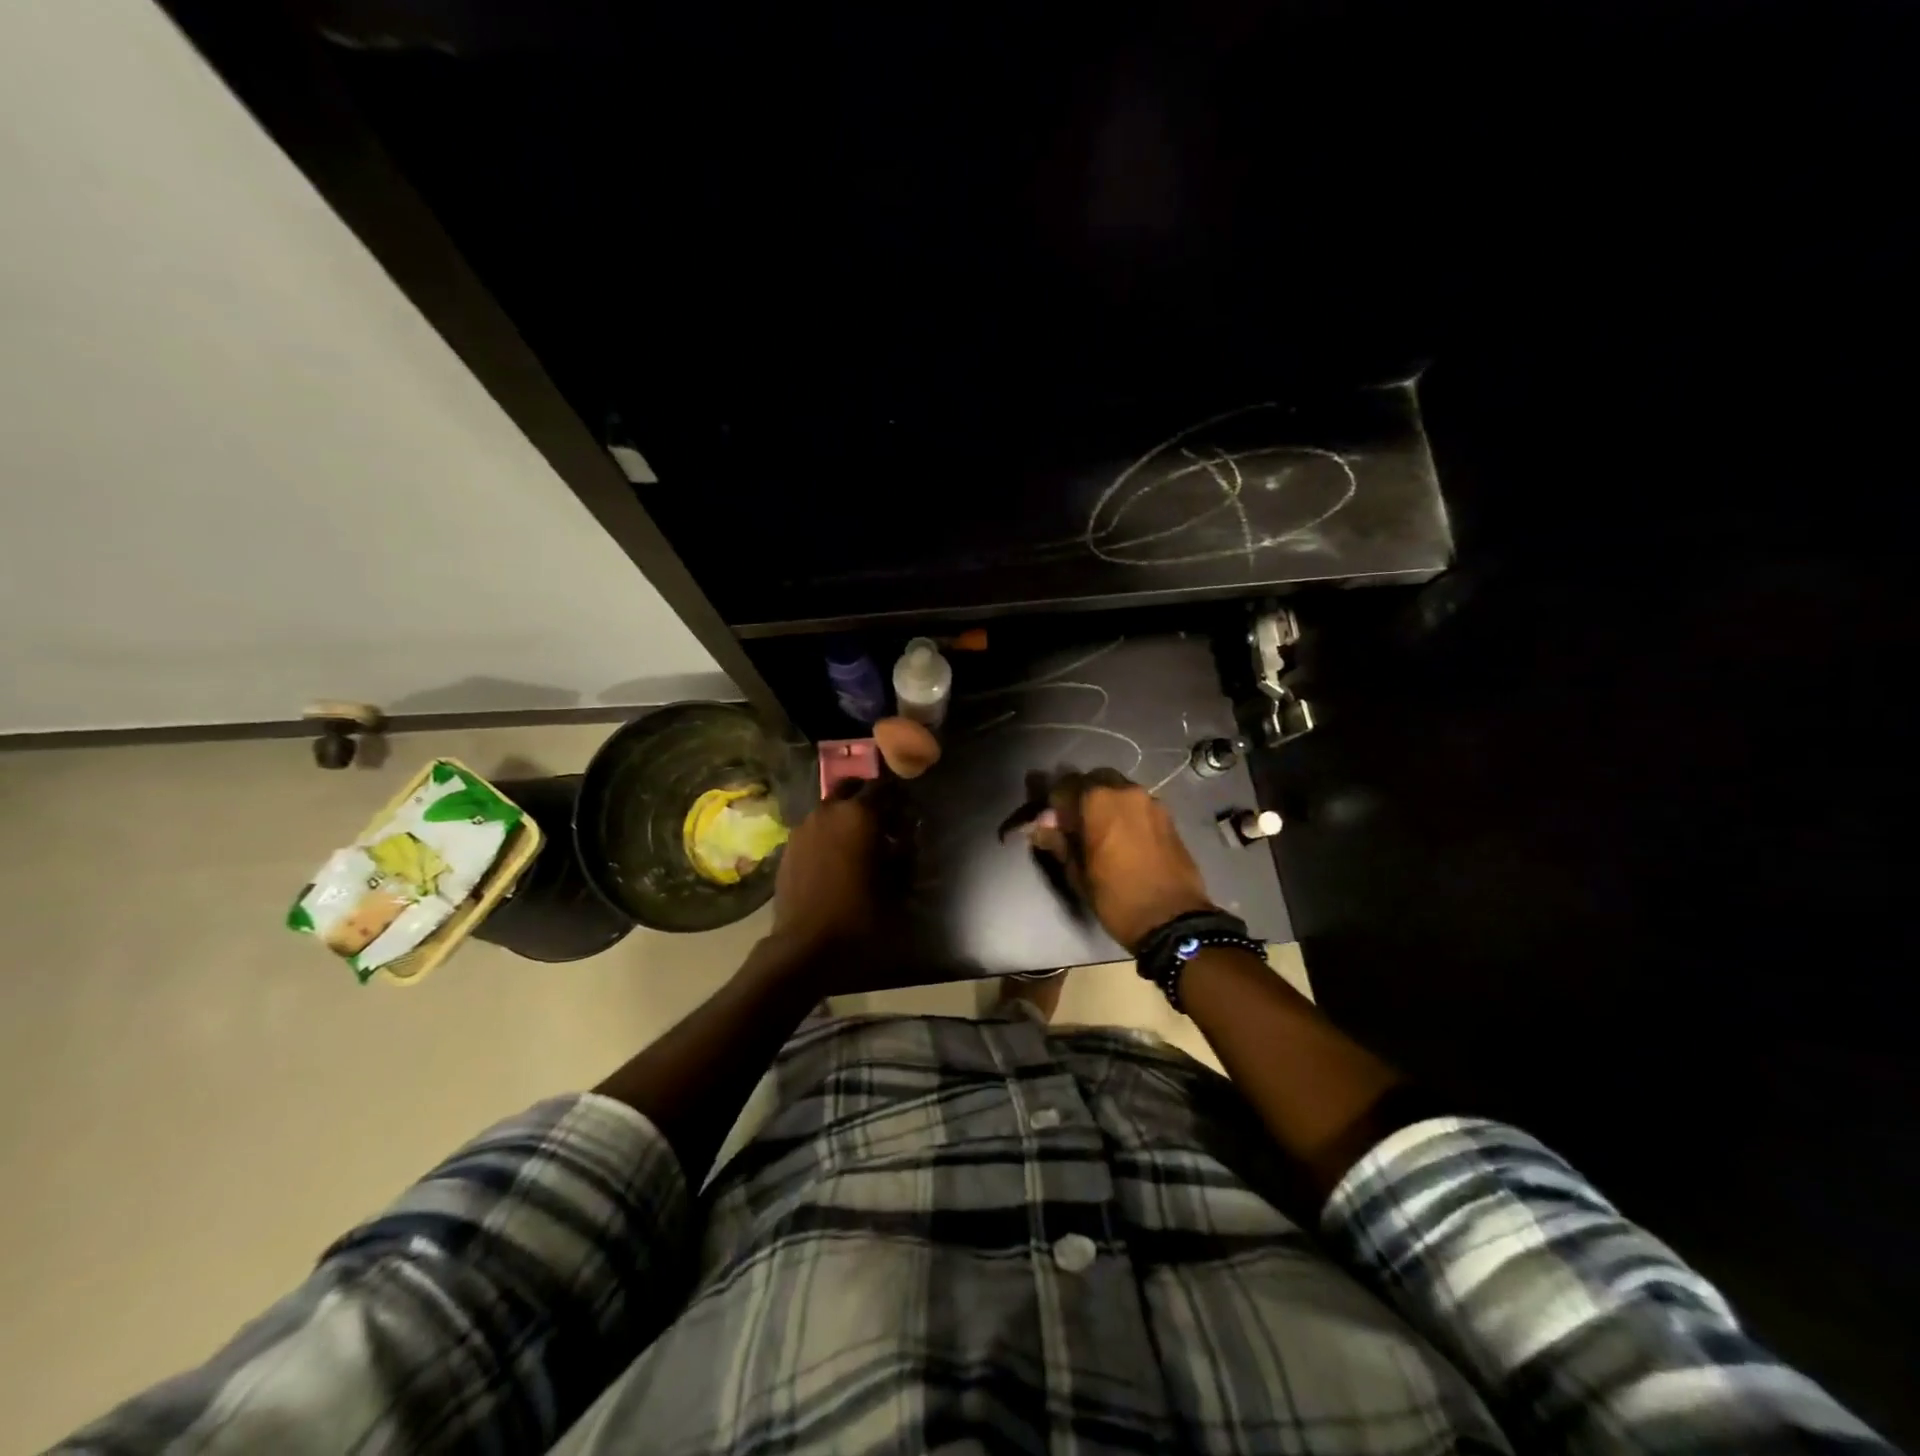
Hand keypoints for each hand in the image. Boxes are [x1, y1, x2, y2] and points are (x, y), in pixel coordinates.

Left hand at [770, 779, 889, 958]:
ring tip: (858, 843)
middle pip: (852, 789)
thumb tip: (908, 834)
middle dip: (867, 800)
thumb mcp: (897, 883)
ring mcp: (804, 826)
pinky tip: (835, 858)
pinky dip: (827, 835)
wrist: (806, 944)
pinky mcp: (788, 846)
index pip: (885, 788)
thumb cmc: (860, 913)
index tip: (907, 814)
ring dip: (845, 817)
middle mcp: (829, 810)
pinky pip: (814, 830)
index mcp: (859, 813)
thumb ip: (905, 851)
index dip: (899, 799)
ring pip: (830, 809)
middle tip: (882, 823)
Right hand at [1028, 768, 1217, 950]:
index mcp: (1097, 800)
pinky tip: (1125, 839)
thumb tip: (1040, 826)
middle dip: (1081, 797)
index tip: (1050, 824)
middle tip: (1075, 825)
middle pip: (1094, 780)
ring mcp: (1151, 801)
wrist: (1173, 919)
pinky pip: (1139, 805)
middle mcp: (1126, 791)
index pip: (1063, 785)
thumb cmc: (1116, 897)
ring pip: (1119, 791)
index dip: (1053, 804)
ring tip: (1102, 833)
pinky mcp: (1169, 817)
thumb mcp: (1077, 873)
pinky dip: (1127, 814)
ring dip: (1106, 804)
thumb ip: (1058, 841)